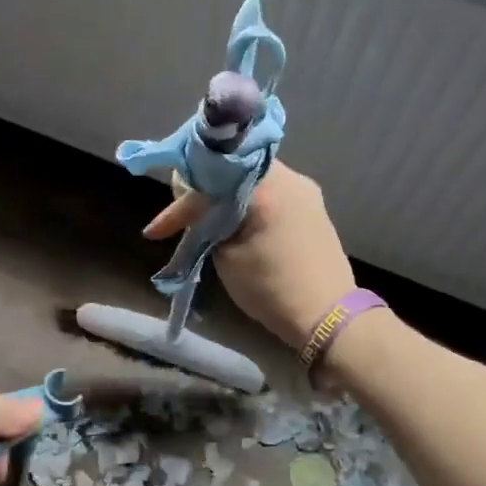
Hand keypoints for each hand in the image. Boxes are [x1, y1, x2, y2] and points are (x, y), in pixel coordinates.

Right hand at [143, 162, 354, 347]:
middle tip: (181, 215)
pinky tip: (234, 222)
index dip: (180, 204)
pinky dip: (247, 203)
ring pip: (252, 180)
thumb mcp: (226, 257)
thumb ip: (208, 223)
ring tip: (204, 220)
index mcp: (266, 187)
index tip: (156, 230)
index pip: (210, 179)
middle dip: (203, 190)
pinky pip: (271, 192)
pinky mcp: (312, 207)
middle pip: (233, 169)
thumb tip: (197, 208)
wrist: (328, 316)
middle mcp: (290, 178)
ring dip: (225, 197)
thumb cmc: (271, 289)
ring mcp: (305, 191)